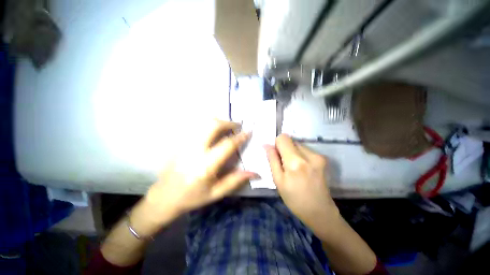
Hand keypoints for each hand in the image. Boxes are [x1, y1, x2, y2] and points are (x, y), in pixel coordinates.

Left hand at [144, 119, 257, 220]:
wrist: (164, 196)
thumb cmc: (192, 197)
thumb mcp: (216, 193)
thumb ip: (236, 180)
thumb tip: (255, 172)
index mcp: (205, 166)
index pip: (227, 145)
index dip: (240, 137)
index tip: (248, 131)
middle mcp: (195, 151)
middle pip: (212, 126)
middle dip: (228, 123)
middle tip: (237, 126)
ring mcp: (185, 144)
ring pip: (203, 123)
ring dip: (218, 121)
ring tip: (227, 127)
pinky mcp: (180, 143)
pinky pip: (196, 127)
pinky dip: (208, 125)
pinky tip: (213, 131)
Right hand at [264, 134, 337, 231]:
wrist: (320, 211)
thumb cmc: (294, 199)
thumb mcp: (278, 180)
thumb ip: (272, 160)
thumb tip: (267, 145)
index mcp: (295, 161)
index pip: (283, 138)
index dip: (277, 144)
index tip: (276, 155)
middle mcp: (309, 155)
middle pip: (291, 140)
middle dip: (284, 149)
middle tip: (284, 165)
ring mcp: (318, 156)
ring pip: (298, 145)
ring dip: (292, 153)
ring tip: (294, 169)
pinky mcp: (323, 158)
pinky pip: (305, 150)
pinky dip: (300, 156)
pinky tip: (302, 169)